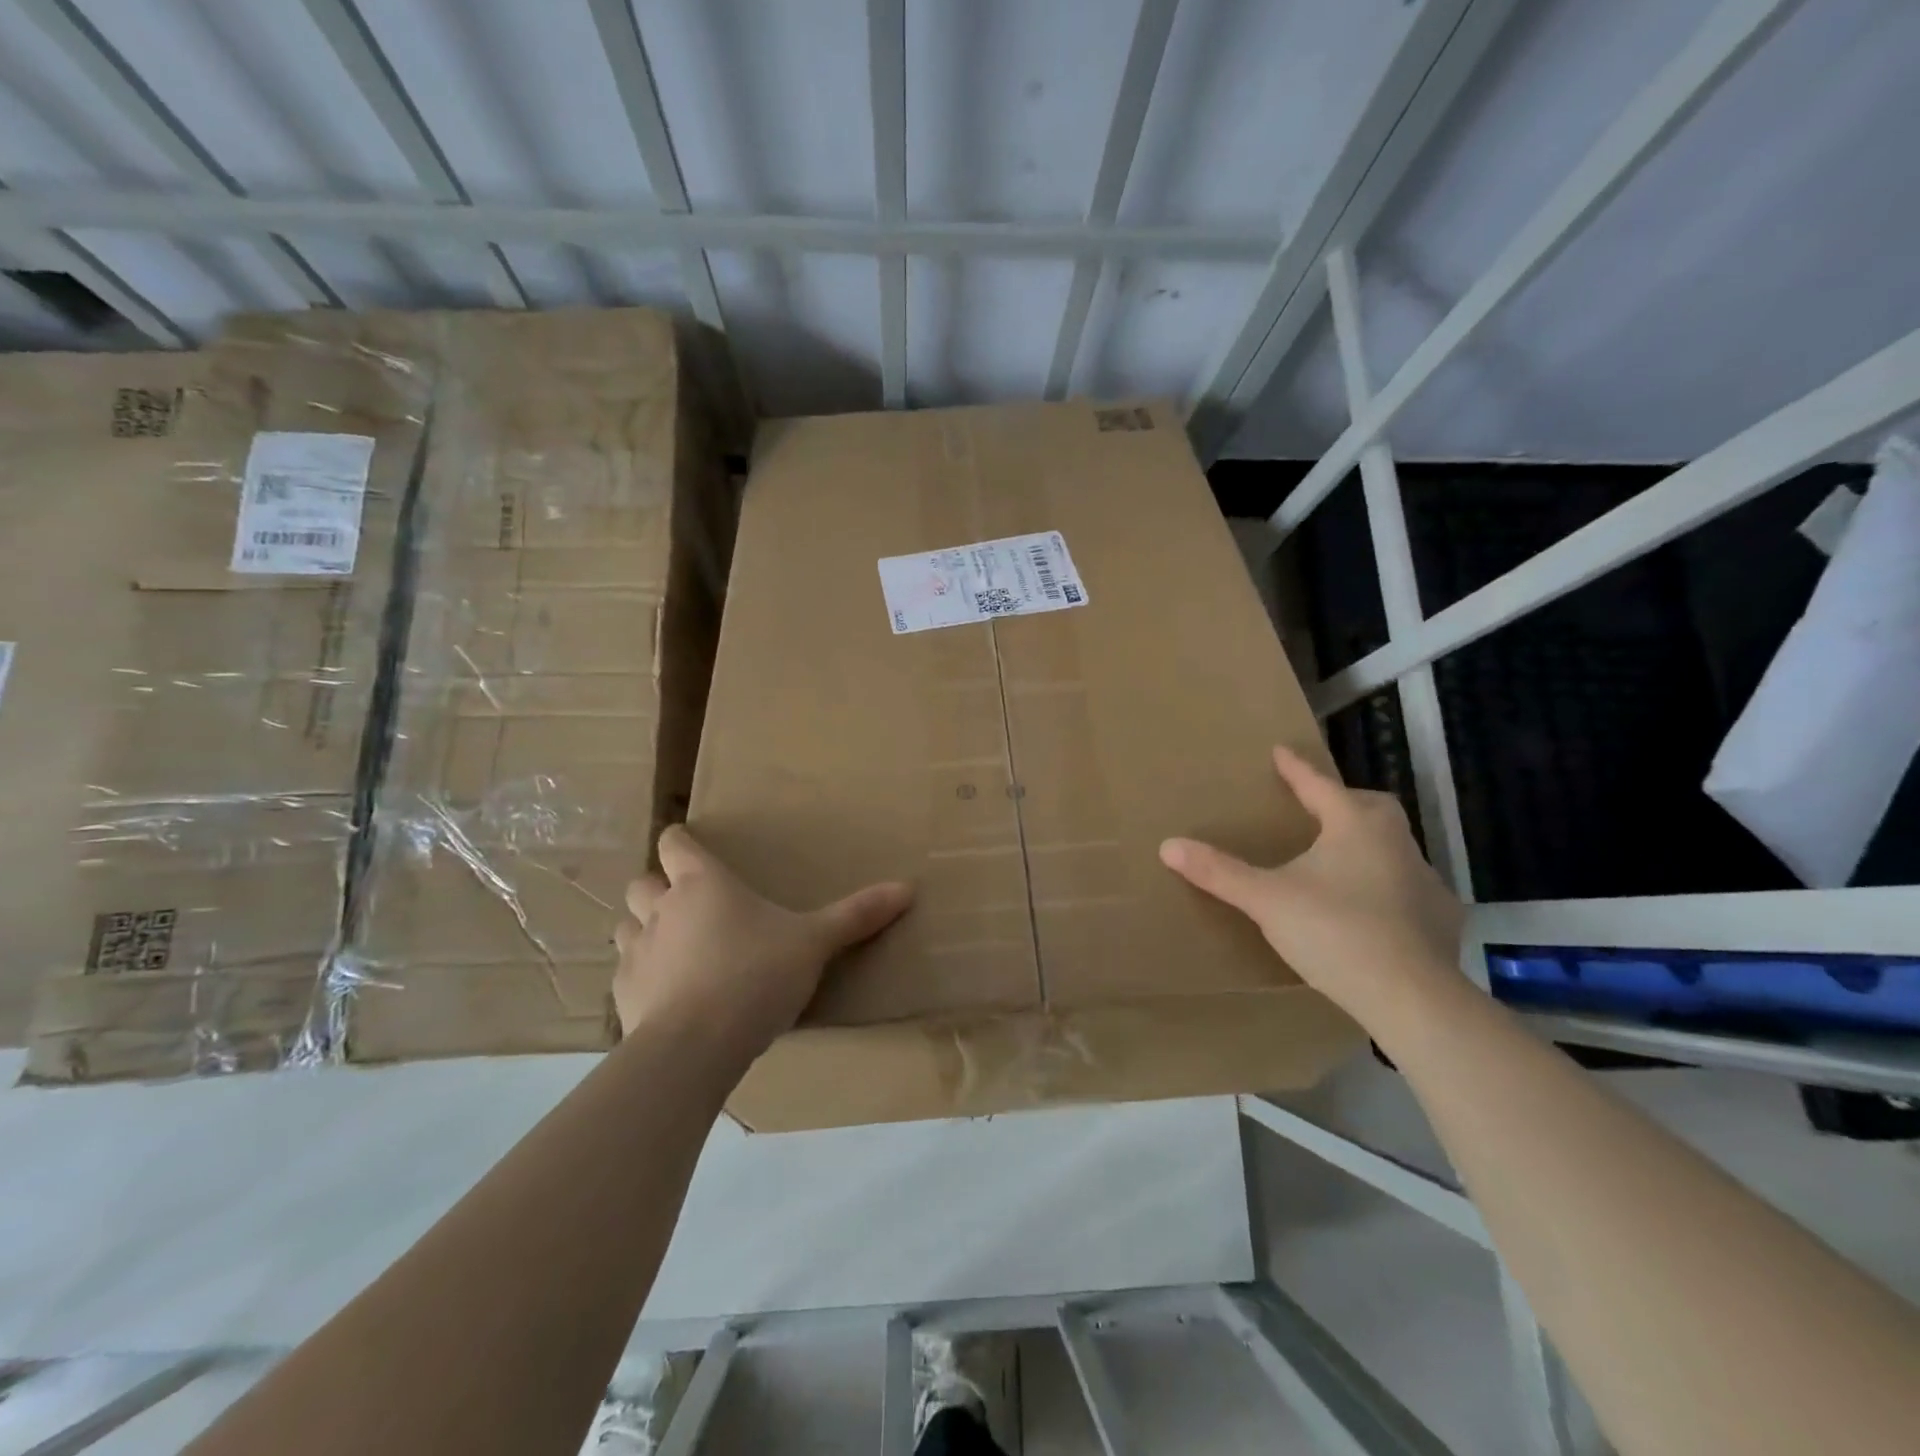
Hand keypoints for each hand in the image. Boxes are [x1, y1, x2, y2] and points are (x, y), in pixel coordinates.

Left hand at [613, 826, 913, 1056]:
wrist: (694, 1048)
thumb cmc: (755, 975)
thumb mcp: (814, 943)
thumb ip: (857, 915)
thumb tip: (909, 887)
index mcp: (703, 884)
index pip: (674, 843)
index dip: (680, 841)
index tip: (689, 846)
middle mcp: (662, 909)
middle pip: (642, 882)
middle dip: (657, 887)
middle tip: (687, 904)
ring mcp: (637, 953)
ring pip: (625, 926)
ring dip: (643, 930)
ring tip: (674, 948)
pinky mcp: (623, 997)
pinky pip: (625, 974)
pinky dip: (642, 977)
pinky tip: (666, 997)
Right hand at [1158, 746, 1465, 1021]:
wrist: (1410, 997)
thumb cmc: (1334, 932)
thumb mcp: (1266, 900)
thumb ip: (1220, 872)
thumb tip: (1168, 845)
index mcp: (1355, 827)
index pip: (1320, 786)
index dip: (1296, 769)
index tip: (1280, 750)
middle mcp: (1396, 844)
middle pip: (1370, 807)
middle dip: (1343, 801)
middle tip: (1317, 809)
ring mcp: (1425, 882)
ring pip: (1394, 847)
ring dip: (1368, 844)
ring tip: (1340, 861)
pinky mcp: (1441, 919)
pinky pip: (1412, 889)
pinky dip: (1390, 888)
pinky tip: (1374, 910)